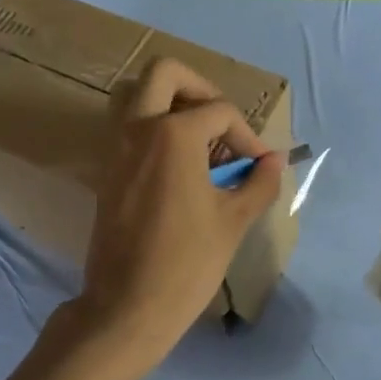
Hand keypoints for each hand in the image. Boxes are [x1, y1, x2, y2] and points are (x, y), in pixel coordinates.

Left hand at [74, 58, 283, 370]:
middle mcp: (138, 128)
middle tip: (220, 123)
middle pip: (165, 73)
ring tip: (200, 141)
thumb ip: (259, 182)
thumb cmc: (187, 262)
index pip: (219, 111)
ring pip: (136, 95)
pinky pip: (128, 127)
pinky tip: (180, 168)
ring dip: (170, 103)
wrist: (128, 306)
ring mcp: (115, 147)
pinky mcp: (106, 170)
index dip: (247, 135)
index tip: (258, 166)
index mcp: (173, 134)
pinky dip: (154, 129)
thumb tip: (274, 161)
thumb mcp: (234, 220)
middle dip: (200, 88)